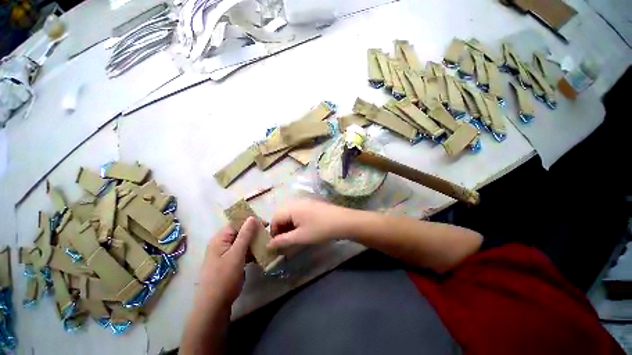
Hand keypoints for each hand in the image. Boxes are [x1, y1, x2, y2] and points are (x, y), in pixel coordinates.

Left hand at [195, 217, 257, 309]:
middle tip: (267, 235)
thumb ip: (245, 235)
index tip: (265, 224)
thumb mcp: (237, 254)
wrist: (214, 306)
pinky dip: (250, 252)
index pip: (236, 223)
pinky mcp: (229, 263)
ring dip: (253, 243)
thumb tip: (252, 217)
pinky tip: (259, 255)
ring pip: (242, 243)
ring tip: (265, 245)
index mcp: (220, 239)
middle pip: (240, 232)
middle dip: (254, 233)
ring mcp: (225, 254)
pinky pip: (241, 252)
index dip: (251, 222)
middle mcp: (221, 244)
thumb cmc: (224, 278)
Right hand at [268, 199, 351, 249]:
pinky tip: (302, 229)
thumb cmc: (320, 229)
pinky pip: (298, 212)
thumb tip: (268, 245)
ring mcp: (305, 202)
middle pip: (281, 214)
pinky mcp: (311, 204)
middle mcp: (296, 202)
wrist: (342, 221)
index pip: (274, 218)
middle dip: (280, 228)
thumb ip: (283, 240)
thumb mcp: (300, 237)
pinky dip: (296, 221)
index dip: (273, 231)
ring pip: (290, 213)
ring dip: (288, 224)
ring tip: (294, 236)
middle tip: (285, 240)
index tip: (278, 243)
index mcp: (291, 208)